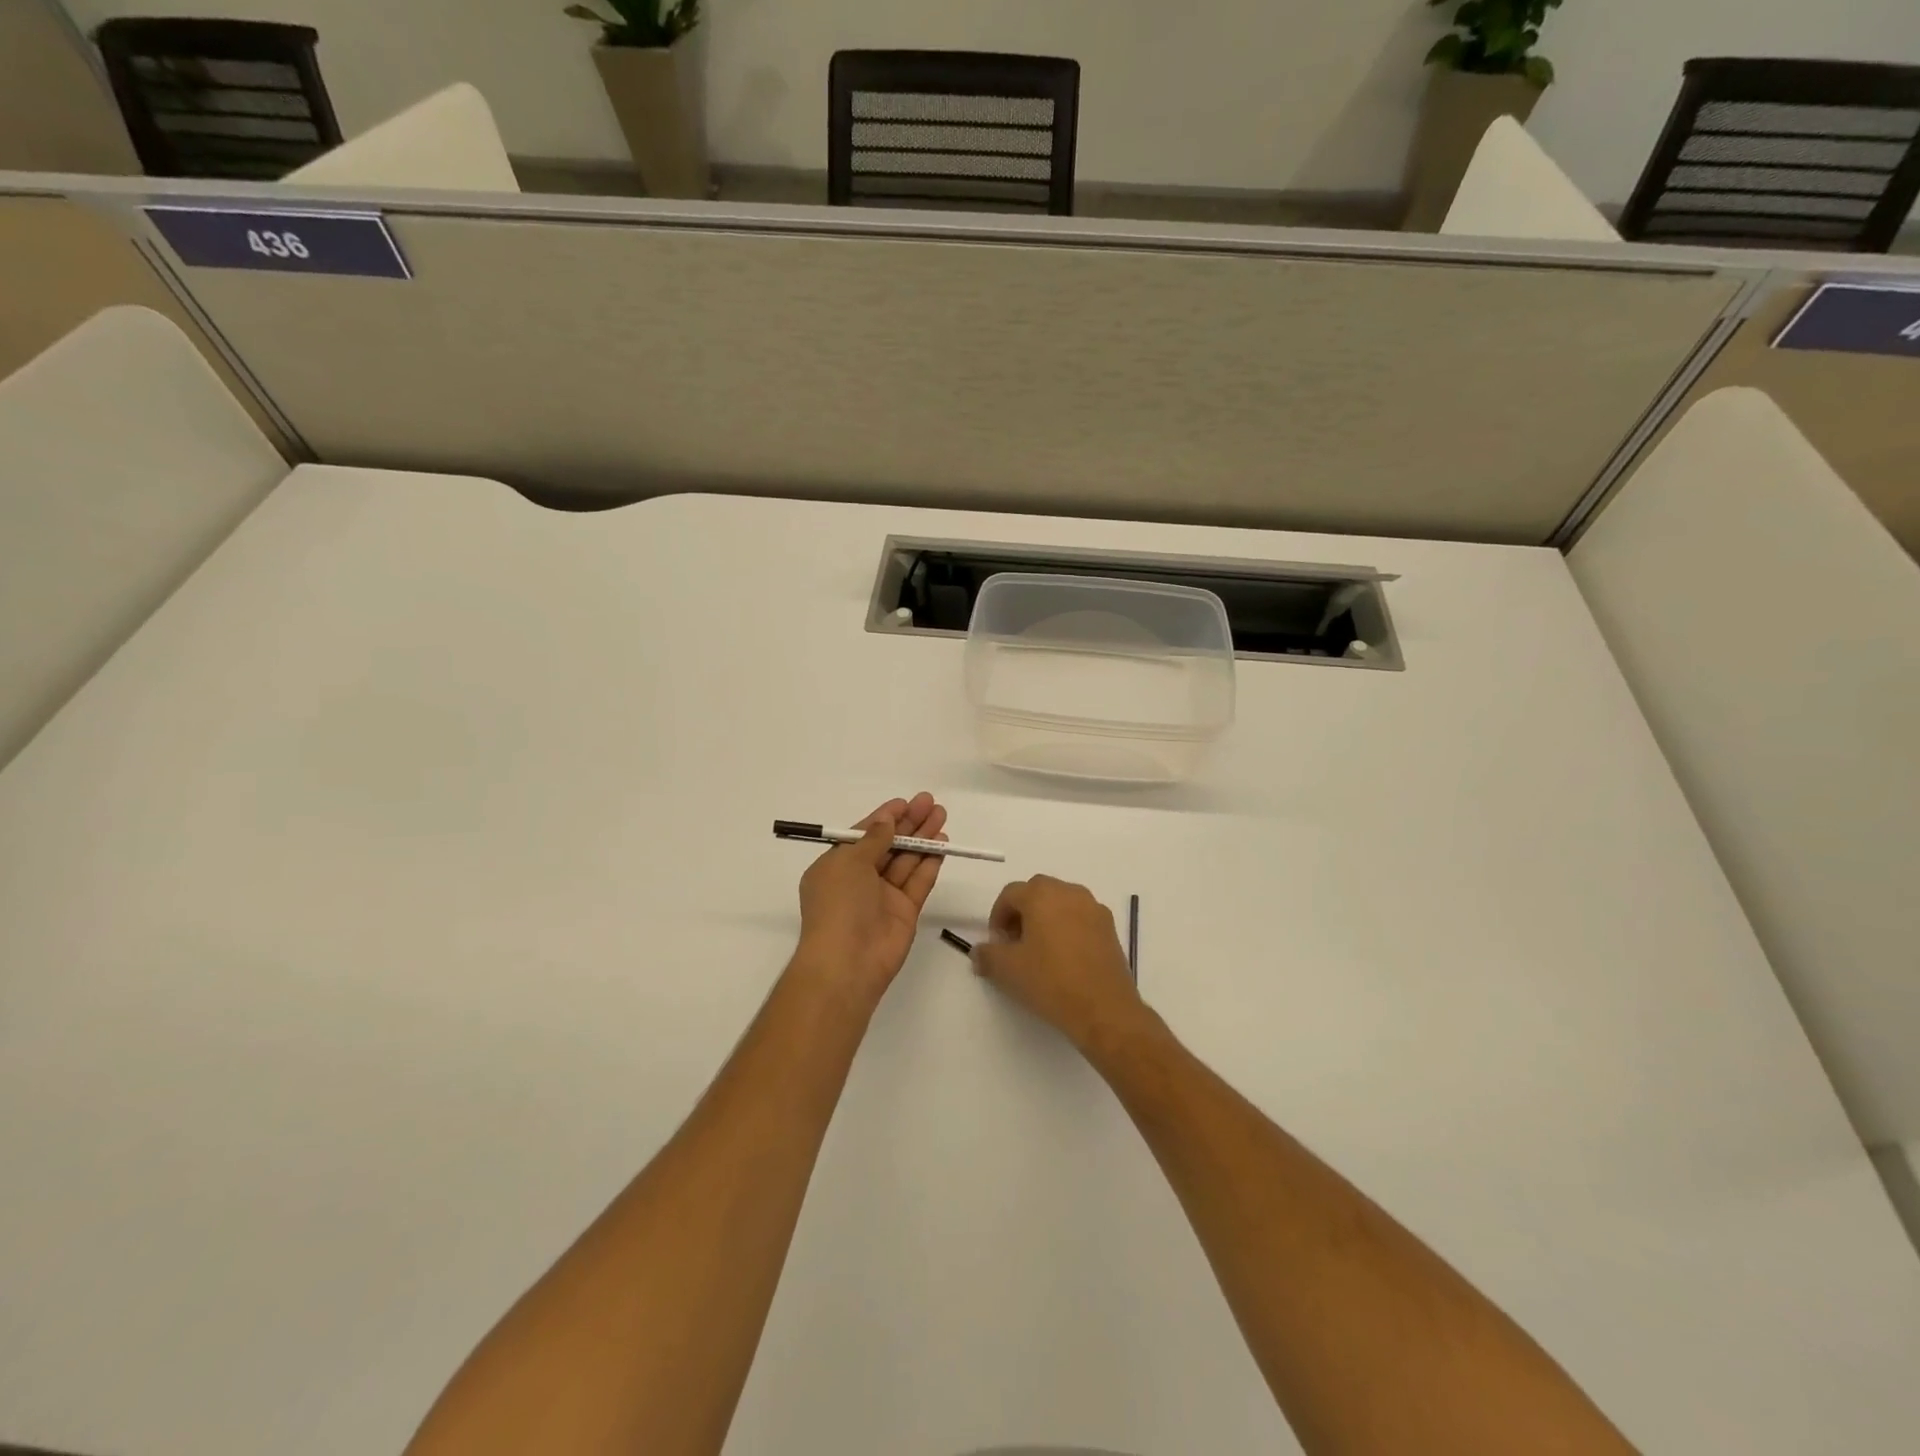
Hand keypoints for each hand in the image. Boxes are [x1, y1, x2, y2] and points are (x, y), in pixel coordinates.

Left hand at [791, 793, 947, 1009]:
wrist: (848, 961)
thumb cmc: (839, 904)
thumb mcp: (849, 862)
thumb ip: (873, 839)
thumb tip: (886, 820)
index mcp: (837, 866)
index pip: (863, 835)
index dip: (884, 818)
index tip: (905, 802)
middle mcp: (859, 879)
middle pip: (889, 845)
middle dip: (909, 823)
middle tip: (931, 803)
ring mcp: (883, 896)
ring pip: (907, 860)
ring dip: (923, 838)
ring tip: (942, 816)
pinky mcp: (905, 912)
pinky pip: (919, 882)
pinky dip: (930, 863)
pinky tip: (943, 844)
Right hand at [973, 876, 1145, 1051]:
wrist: (1104, 1009)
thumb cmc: (1050, 981)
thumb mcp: (1007, 970)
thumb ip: (987, 955)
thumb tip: (978, 952)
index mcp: (1042, 895)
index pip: (1010, 893)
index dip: (997, 916)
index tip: (996, 942)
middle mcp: (1069, 892)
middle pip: (1037, 892)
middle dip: (1022, 912)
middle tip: (1015, 942)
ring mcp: (1094, 908)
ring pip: (1061, 903)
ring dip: (1046, 918)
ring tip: (1040, 950)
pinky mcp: (1110, 928)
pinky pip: (1081, 918)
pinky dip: (1068, 928)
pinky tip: (1065, 958)